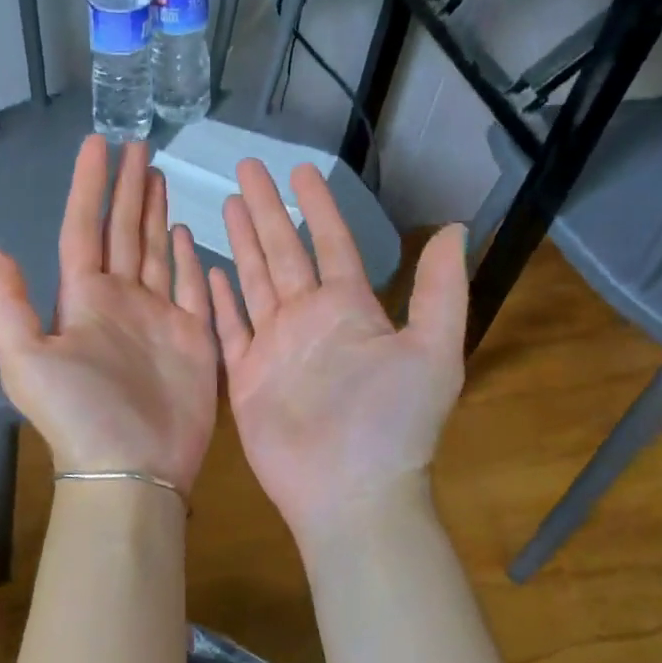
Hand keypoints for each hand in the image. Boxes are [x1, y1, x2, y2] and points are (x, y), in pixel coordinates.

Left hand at [0, 137, 217, 495]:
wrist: (132, 468)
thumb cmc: (79, 412)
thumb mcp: (24, 357)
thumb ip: (6, 301)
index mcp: (82, 298)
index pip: (84, 228)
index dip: (89, 186)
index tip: (98, 144)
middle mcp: (120, 300)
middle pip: (124, 231)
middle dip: (129, 189)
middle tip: (139, 146)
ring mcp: (159, 316)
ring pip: (157, 251)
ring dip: (156, 214)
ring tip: (159, 177)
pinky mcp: (193, 336)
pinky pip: (192, 286)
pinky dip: (190, 258)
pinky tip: (187, 231)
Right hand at [209, 161, 466, 541]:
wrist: (350, 493)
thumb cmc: (391, 423)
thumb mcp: (433, 352)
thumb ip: (440, 290)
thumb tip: (454, 227)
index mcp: (350, 309)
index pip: (331, 243)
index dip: (317, 206)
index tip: (300, 171)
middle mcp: (310, 319)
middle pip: (283, 251)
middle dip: (266, 209)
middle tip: (245, 169)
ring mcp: (275, 346)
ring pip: (254, 280)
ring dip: (242, 242)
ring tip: (225, 204)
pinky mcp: (247, 374)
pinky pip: (229, 326)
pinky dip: (219, 297)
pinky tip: (207, 268)